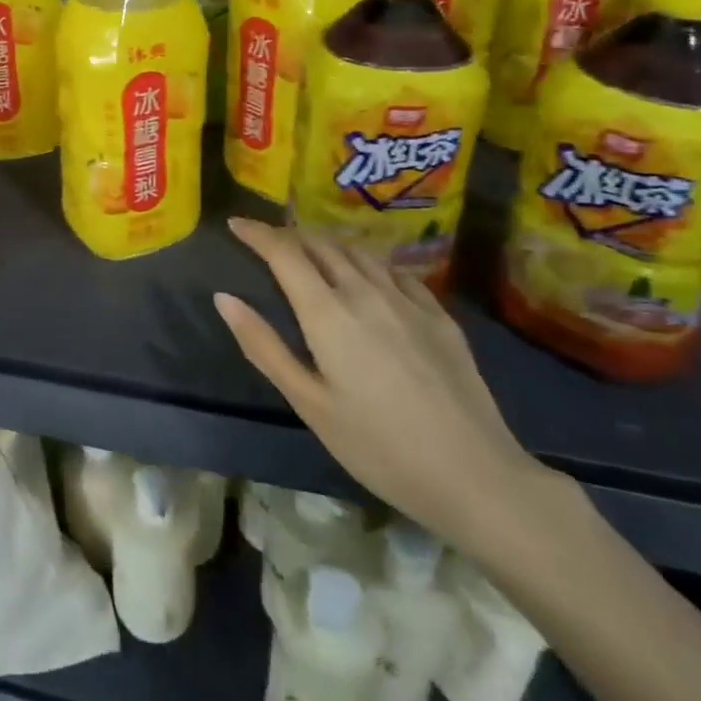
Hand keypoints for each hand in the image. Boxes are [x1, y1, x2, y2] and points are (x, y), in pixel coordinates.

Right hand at [215, 219, 548, 553]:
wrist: (476, 476)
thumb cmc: (378, 447)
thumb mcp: (309, 403)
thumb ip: (263, 346)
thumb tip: (224, 298)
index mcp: (327, 312)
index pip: (284, 252)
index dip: (257, 232)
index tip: (235, 224)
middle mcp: (365, 292)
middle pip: (320, 244)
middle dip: (289, 235)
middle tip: (269, 241)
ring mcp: (407, 301)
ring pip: (358, 252)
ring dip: (327, 244)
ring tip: (311, 252)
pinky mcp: (439, 316)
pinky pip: (395, 271)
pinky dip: (368, 263)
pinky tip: (369, 277)